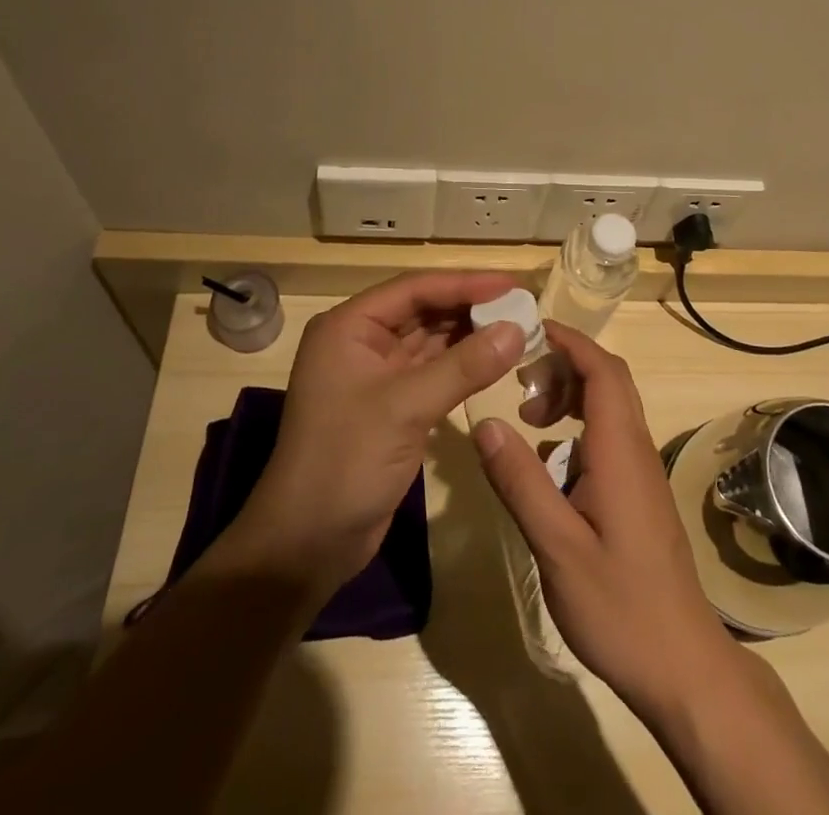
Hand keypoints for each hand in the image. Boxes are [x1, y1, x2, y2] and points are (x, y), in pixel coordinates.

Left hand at [223, 271, 525, 594]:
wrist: (307, 545)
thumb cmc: (346, 462)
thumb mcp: (407, 408)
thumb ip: (464, 366)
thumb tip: (518, 329)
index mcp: (350, 327)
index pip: (415, 289)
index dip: (465, 283)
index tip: (512, 283)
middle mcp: (361, 342)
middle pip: (424, 311)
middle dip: (471, 307)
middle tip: (522, 304)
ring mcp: (376, 375)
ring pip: (431, 341)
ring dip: (470, 335)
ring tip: (518, 327)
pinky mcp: (391, 406)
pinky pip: (433, 371)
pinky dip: (462, 365)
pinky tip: (494, 361)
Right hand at [471, 322, 739, 717]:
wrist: (683, 665)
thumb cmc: (620, 605)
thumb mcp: (557, 546)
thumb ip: (521, 482)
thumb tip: (486, 422)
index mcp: (620, 449)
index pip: (601, 369)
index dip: (569, 341)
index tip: (529, 329)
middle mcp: (636, 449)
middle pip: (607, 379)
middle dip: (564, 365)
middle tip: (520, 379)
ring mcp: (641, 472)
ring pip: (609, 408)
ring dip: (570, 396)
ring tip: (529, 417)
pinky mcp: (639, 494)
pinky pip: (609, 437)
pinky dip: (577, 428)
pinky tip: (549, 464)